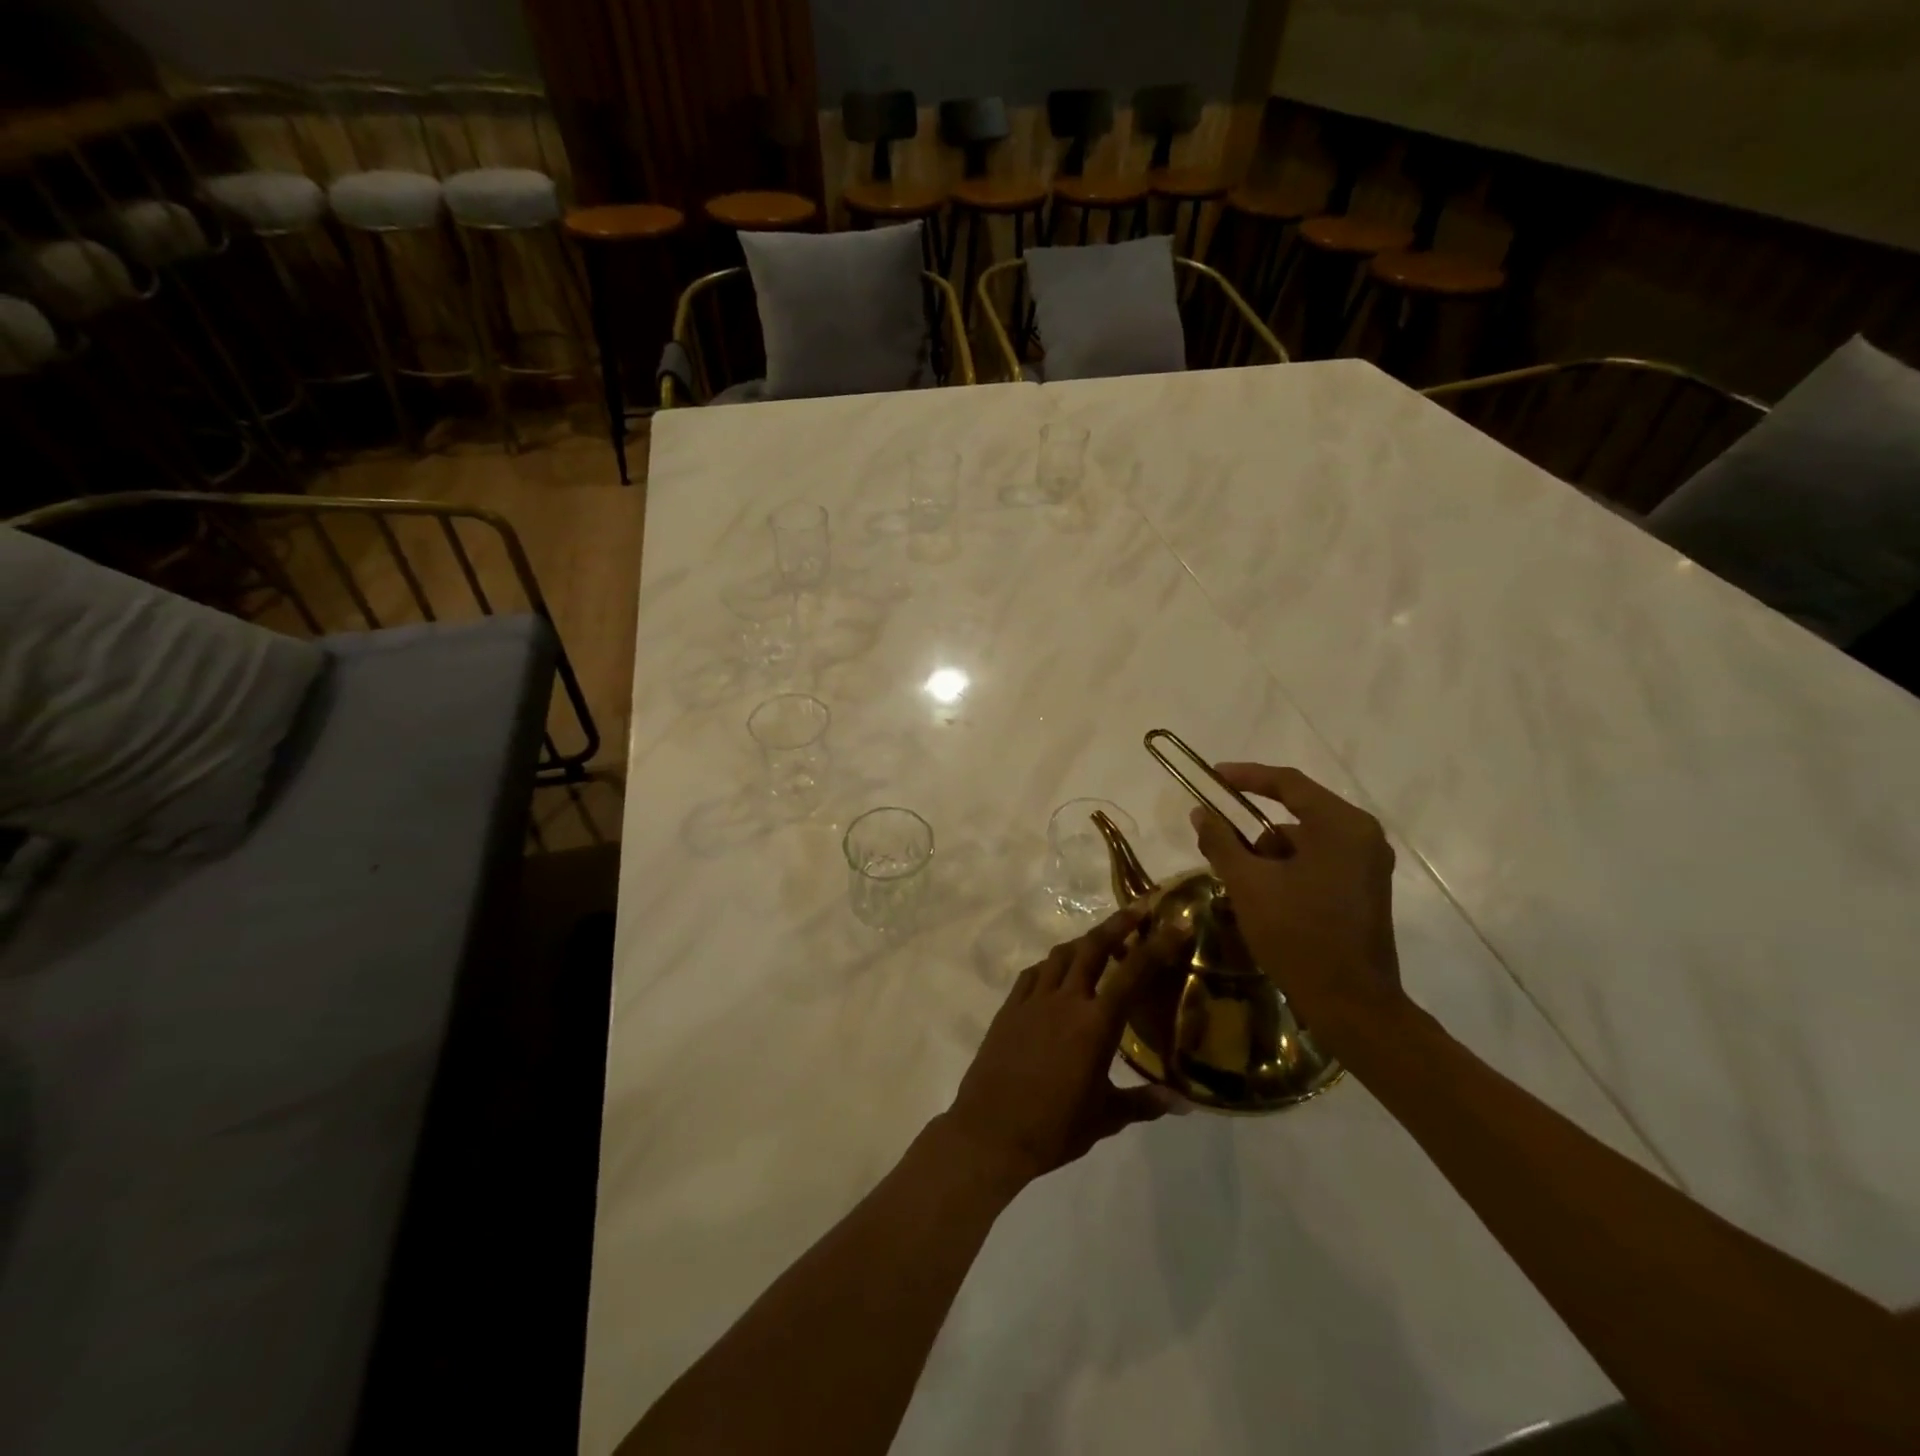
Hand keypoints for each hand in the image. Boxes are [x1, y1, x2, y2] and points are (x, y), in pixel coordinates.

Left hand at [942, 909, 1181, 1190]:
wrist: (991, 1132)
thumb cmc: (1055, 1127)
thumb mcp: (1106, 1117)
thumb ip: (1144, 1103)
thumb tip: (1182, 1103)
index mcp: (1095, 1024)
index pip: (1133, 974)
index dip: (1157, 946)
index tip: (1174, 923)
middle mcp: (1065, 1001)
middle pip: (1093, 948)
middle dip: (1117, 925)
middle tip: (1137, 909)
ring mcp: (1032, 1000)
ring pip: (1060, 955)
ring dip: (1083, 941)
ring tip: (1099, 940)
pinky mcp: (1008, 1008)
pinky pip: (1032, 974)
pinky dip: (1050, 965)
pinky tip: (1056, 972)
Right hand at [1189, 763, 1406, 1034]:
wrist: (1351, 1004)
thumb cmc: (1298, 935)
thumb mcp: (1248, 884)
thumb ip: (1221, 841)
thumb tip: (1200, 812)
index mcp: (1341, 825)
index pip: (1288, 784)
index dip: (1246, 776)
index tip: (1213, 776)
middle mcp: (1362, 835)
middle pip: (1297, 812)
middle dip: (1253, 827)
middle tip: (1218, 837)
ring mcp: (1368, 863)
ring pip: (1305, 839)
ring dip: (1270, 852)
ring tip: (1240, 880)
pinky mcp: (1365, 887)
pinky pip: (1319, 860)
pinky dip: (1289, 868)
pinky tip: (1266, 895)